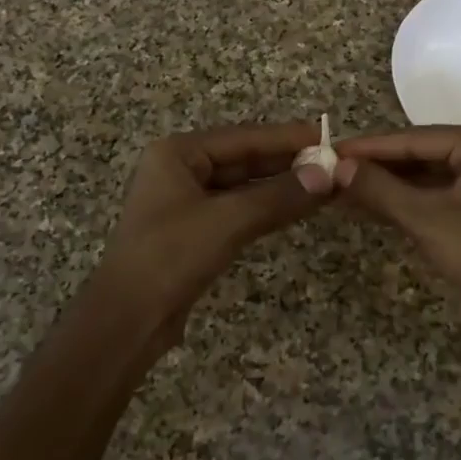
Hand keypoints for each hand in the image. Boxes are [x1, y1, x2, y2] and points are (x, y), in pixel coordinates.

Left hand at [86, 122, 334, 344]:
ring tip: (324, 183)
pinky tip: (297, 208)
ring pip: (244, 185)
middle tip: (334, 163)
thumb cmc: (170, 257)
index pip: (244, 137)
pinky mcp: (194, 231)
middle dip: (287, 162)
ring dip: (281, 186)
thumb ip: (279, 196)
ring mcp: (186, 202)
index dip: (287, 138)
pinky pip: (238, 209)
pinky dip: (267, 208)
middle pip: (244, 158)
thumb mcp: (228, 221)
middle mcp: (180, 169)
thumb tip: (328, 174)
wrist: (126, 322)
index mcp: (178, 153)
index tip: (329, 137)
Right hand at [334, 124, 460, 328]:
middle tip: (332, 170)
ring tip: (343, 189)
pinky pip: (440, 192)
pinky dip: (409, 200)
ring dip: (389, 186)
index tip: (331, 150)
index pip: (415, 139)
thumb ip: (379, 188)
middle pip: (422, 153)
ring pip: (428, 175)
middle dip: (378, 168)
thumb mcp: (424, 218)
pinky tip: (372, 205)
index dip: (370, 148)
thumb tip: (337, 167)